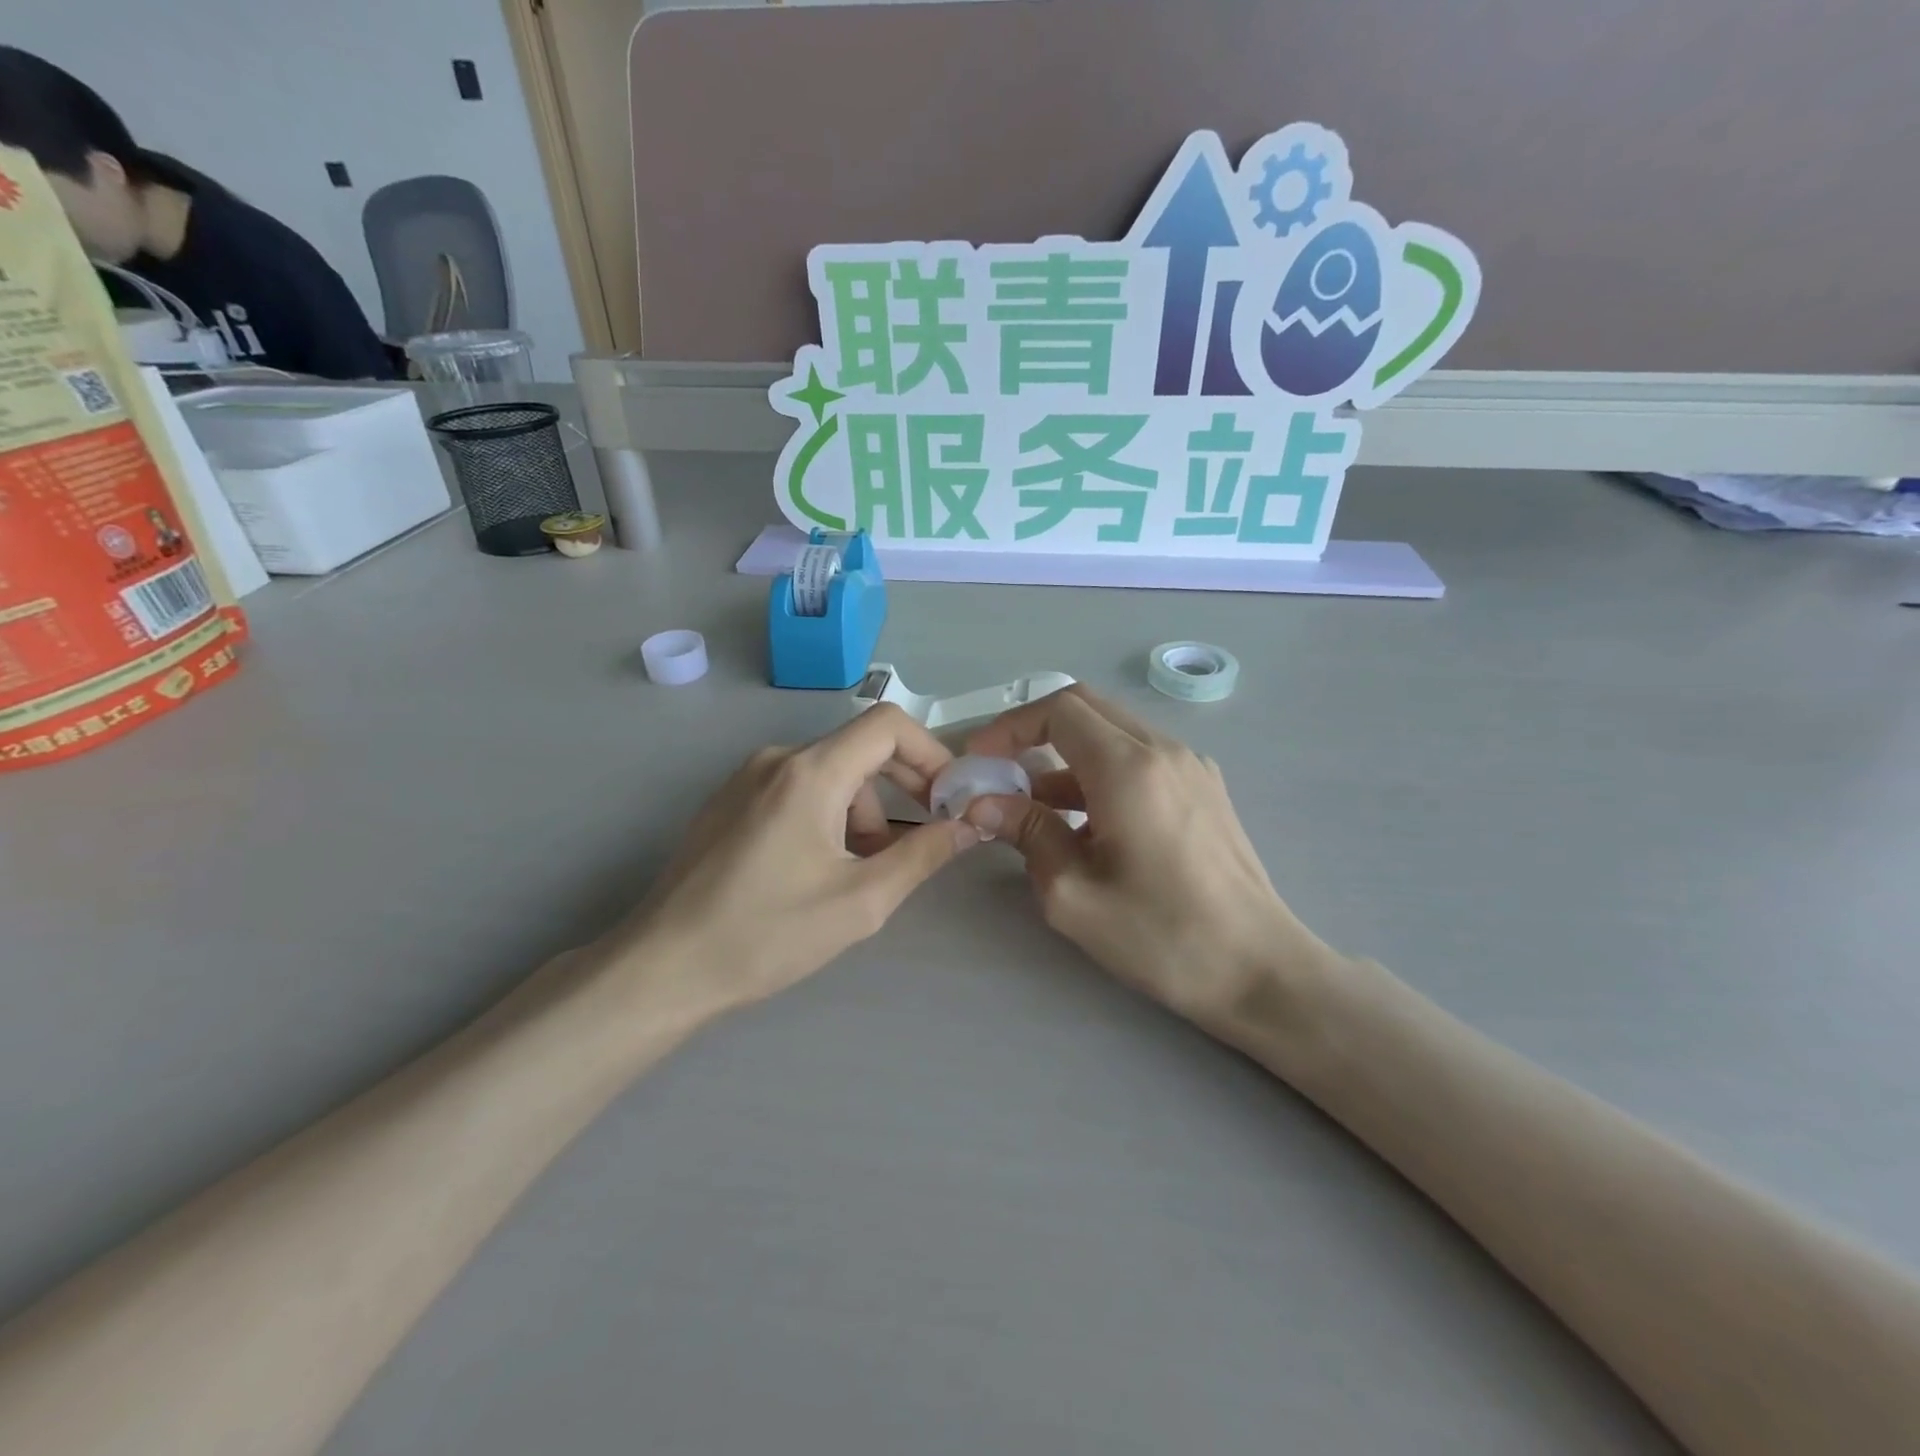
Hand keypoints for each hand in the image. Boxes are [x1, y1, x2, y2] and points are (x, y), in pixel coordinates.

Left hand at [608, 705, 978, 1012]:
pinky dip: (829, 813)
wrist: (664, 968)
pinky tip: (823, 866)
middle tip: (927, 833)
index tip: (950, 798)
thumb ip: (924, 855)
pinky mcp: (730, 802)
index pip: (888, 725)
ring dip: (864, 809)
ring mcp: (747, 778)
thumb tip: (971, 824)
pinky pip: (797, 788)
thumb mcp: (861, 900)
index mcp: (810, 772)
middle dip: (903, 785)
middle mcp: (777, 759)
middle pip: (860, 747)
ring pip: (830, 772)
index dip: (931, 753)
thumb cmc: (767, 933)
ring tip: (866, 868)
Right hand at [963, 686, 1339, 1035]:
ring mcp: (1191, 766)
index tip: (980, 761)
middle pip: (1087, 708)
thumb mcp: (1073, 894)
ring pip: (1113, 733)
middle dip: (1034, 732)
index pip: (1059, 709)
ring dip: (1067, 758)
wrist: (1260, 970)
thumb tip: (982, 804)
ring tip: (1033, 809)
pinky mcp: (1204, 788)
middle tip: (1000, 772)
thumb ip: (1026, 833)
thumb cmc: (1161, 936)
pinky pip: (1140, 758)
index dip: (1010, 727)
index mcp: (1129, 767)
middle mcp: (1164, 750)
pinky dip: (1100, 772)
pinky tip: (1086, 825)